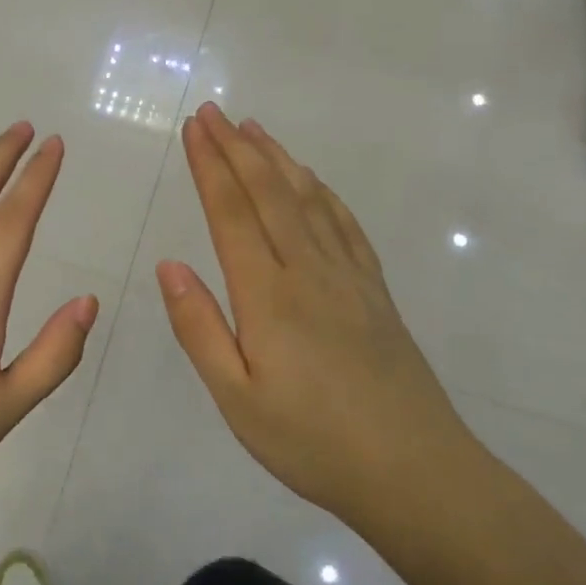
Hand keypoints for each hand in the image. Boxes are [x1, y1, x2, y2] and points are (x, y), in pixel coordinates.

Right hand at [156, 103, 472, 520]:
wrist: (416, 472)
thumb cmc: (312, 443)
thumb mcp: (237, 398)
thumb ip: (200, 328)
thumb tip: (169, 265)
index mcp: (269, 296)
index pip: (232, 214)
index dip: (210, 167)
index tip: (194, 129)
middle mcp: (309, 271)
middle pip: (269, 194)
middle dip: (237, 148)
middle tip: (214, 111)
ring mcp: (349, 277)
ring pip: (308, 200)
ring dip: (278, 159)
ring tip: (255, 129)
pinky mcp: (376, 291)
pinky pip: (345, 224)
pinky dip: (322, 192)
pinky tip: (313, 181)